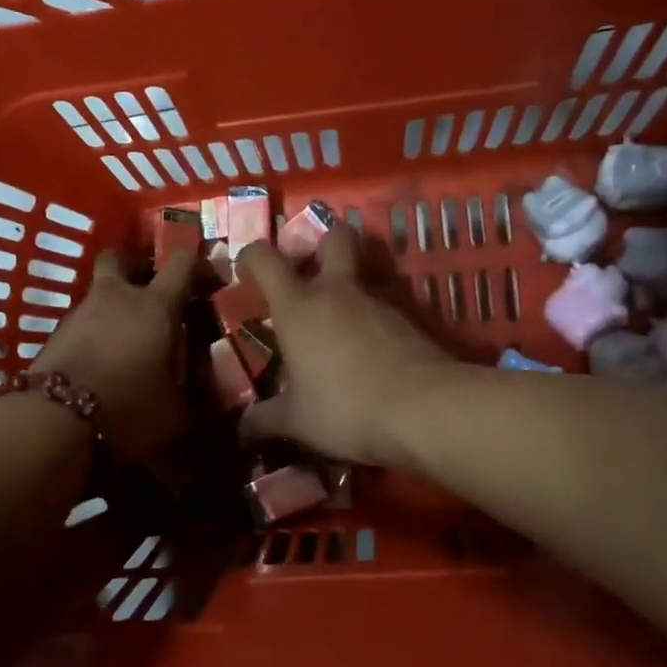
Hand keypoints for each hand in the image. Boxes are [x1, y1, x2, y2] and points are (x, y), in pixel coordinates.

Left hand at [31, 250, 193, 462]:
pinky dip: (96, 333)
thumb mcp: (174, 411)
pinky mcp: (56, 335)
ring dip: (115, 307)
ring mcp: (80, 313)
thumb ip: (189, 395)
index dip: (200, 265)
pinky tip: (103, 361)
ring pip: (100, 293)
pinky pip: (83, 323)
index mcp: (155, 306)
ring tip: (129, 339)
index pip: (182, 263)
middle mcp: (116, 298)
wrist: (53, 421)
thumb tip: (198, 394)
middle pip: (121, 257)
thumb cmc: (127, 407)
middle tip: (152, 289)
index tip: (211, 282)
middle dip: (137, 266)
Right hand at [237, 224, 456, 465]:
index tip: (246, 271)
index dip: (251, 257)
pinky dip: (371, 324)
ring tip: (336, 332)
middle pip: (334, 237)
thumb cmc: (345, 406)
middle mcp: (338, 292)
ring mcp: (379, 303)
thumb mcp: (297, 421)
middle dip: (321, 244)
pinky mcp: (410, 321)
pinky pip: (383, 311)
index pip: (266, 259)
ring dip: (348, 293)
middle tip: (309, 271)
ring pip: (362, 278)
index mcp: (298, 306)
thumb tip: (242, 429)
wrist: (424, 409)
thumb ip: (265, 420)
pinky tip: (367, 356)